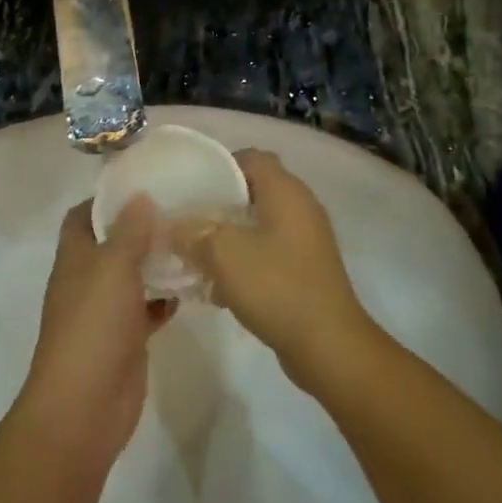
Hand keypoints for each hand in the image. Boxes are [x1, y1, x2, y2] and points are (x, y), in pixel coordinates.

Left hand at [20, 199, 176, 473]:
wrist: (84, 407)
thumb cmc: (93, 327)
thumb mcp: (112, 268)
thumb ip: (128, 231)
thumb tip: (139, 195)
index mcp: (75, 258)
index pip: (84, 215)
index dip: (107, 197)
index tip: (143, 181)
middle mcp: (87, 280)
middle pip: (112, 243)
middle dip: (141, 226)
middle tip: (181, 208)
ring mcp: (106, 311)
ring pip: (132, 276)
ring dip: (156, 261)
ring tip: (193, 240)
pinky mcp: (126, 338)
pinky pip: (147, 308)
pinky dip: (164, 298)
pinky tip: (192, 286)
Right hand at [169, 150, 376, 388]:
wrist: (329, 345)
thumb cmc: (276, 286)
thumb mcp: (223, 254)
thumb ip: (193, 233)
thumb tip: (173, 226)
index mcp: (286, 191)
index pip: (251, 157)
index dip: (219, 166)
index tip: (189, 186)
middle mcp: (300, 207)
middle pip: (253, 191)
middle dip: (217, 205)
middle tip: (185, 221)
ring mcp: (306, 240)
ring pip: (258, 225)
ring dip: (228, 237)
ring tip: (196, 256)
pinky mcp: (306, 269)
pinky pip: (268, 253)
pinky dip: (245, 262)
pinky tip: (219, 288)